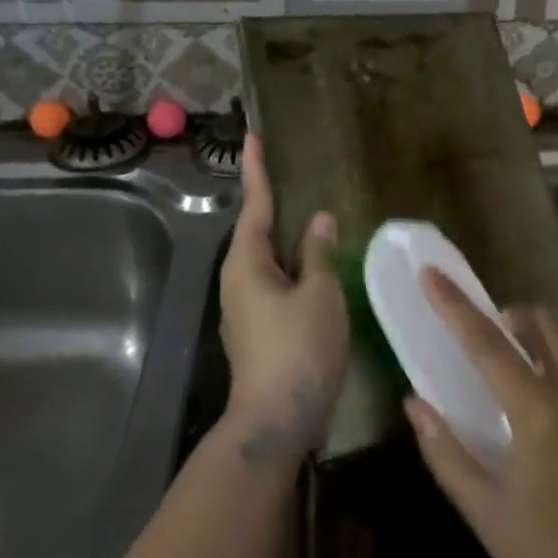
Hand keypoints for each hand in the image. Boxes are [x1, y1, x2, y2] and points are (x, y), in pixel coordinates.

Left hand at [218, 134, 348, 468]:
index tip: (252, 137)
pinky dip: (291, 266)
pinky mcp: (257, 330)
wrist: (276, 420)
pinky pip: (275, 283)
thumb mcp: (319, 294)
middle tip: (286, 172)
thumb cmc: (299, 348)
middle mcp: (238, 280)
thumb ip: (318, 253)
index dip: (257, 170)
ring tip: (306, 216)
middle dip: (270, 203)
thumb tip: (318, 220)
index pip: (255, 205)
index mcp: (247, 264)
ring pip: (266, 260)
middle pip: (256, 232)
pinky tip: (312, 267)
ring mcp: (245, 308)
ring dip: (284, 237)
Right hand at [404, 272, 557, 557]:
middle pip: (543, 325)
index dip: (453, 305)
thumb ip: (445, 451)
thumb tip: (415, 403)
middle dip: (512, 316)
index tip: (430, 273)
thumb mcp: (485, 510)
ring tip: (520, 371)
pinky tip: (557, 415)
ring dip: (542, 342)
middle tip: (489, 333)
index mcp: (536, 410)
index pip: (486, 342)